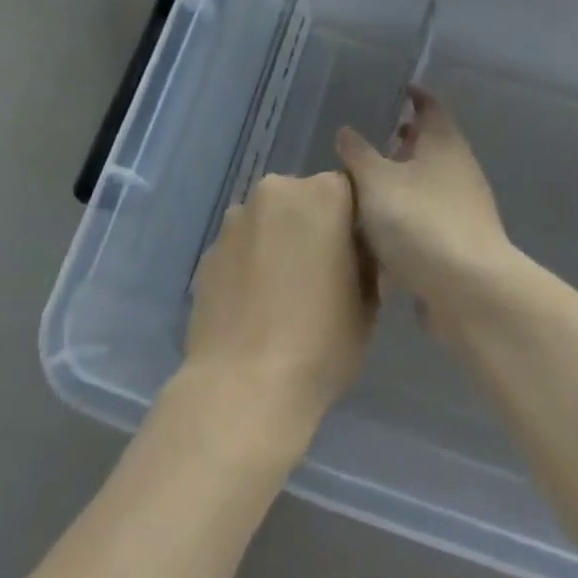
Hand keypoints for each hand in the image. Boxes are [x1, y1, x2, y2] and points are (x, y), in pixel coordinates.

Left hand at [184, 171, 376, 439]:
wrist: (243, 387)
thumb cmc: (321, 342)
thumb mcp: (368, 304)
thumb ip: (365, 263)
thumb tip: (356, 254)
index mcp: (324, 194)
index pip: (348, 191)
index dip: (353, 222)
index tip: (354, 255)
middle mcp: (277, 192)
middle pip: (304, 199)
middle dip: (312, 226)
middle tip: (320, 273)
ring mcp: (237, 219)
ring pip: (269, 221)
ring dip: (278, 242)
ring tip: (282, 293)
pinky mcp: (209, 249)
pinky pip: (241, 247)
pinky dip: (250, 263)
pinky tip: (254, 305)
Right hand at [335, 89, 518, 321]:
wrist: (468, 290)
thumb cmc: (420, 220)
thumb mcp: (377, 182)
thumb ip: (359, 155)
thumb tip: (347, 130)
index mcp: (444, 143)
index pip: (431, 106)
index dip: (414, 95)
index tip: (396, 90)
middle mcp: (459, 168)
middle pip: (431, 145)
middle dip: (404, 141)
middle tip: (373, 138)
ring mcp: (464, 208)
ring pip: (429, 183)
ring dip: (404, 182)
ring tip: (367, 186)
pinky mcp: (460, 244)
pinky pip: (429, 219)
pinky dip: (409, 217)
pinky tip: (382, 232)